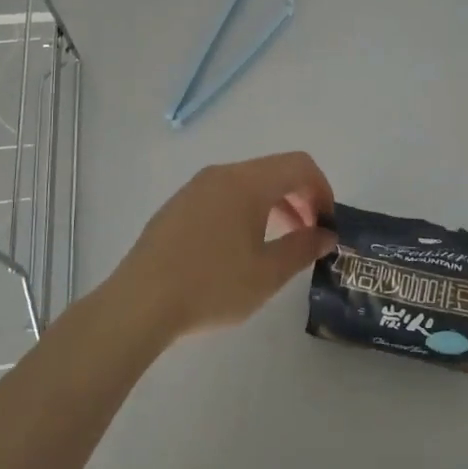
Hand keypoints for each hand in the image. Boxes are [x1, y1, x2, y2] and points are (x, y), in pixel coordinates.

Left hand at [104, 152, 336, 342]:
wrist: (140, 302)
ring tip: (280, 244)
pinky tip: (240, 249)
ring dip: (274, 205)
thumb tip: (326, 234)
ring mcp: (196, 187)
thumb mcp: (267, 273)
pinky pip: (224, 195)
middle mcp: (222, 174)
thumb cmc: (211, 286)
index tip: (328, 225)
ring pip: (248, 183)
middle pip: (274, 171)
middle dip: (301, 198)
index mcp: (247, 182)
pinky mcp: (178, 205)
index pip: (299, 165)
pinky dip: (246, 210)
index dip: (323, 190)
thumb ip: (302, 248)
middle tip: (311, 236)